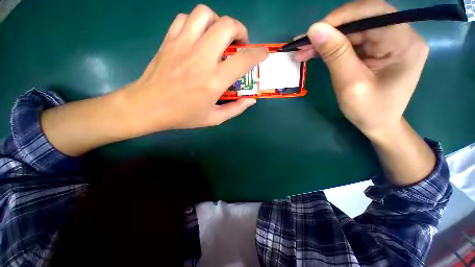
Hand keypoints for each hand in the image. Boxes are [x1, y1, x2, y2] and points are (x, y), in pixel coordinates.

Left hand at [116, 5, 267, 137]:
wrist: (147, 107)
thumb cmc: (182, 116)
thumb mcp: (214, 119)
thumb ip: (235, 109)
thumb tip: (251, 100)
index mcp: (214, 81)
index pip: (243, 60)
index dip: (258, 54)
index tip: (263, 53)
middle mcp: (201, 58)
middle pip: (227, 26)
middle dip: (240, 31)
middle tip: (239, 44)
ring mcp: (183, 45)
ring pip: (205, 14)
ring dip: (218, 22)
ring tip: (218, 37)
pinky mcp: (169, 41)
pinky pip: (185, 19)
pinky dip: (196, 23)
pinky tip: (198, 37)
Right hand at [295, 0, 428, 138]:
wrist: (378, 124)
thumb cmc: (368, 110)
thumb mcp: (350, 84)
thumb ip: (335, 54)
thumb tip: (315, 29)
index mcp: (404, 43)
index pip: (373, 13)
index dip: (341, 17)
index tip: (314, 31)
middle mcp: (402, 35)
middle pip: (362, 19)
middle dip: (330, 30)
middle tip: (303, 44)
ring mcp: (390, 41)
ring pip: (354, 29)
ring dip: (327, 39)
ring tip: (303, 51)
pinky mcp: (379, 48)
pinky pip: (353, 40)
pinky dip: (332, 46)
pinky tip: (315, 53)